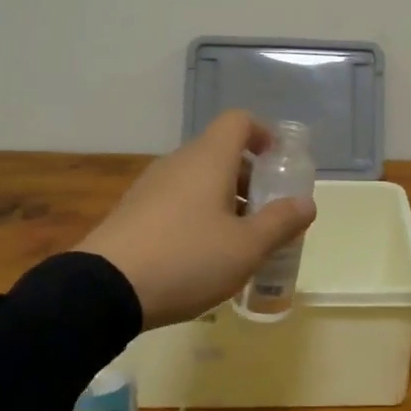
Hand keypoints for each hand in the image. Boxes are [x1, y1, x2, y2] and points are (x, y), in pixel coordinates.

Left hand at [74, 110, 316, 327]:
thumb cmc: (187, 258)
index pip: (239, 121)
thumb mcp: (247, 247)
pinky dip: (198, 215)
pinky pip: (177, 200)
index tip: (278, 165)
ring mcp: (151, 186)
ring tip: (237, 242)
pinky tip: (201, 256)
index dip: (264, 134)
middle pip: (221, 153)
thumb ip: (281, 222)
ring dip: (225, 200)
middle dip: (250, 179)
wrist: (105, 289)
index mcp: (208, 158)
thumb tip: (306, 203)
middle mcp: (178, 162)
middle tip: (266, 216)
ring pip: (198, 179)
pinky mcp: (133, 211)